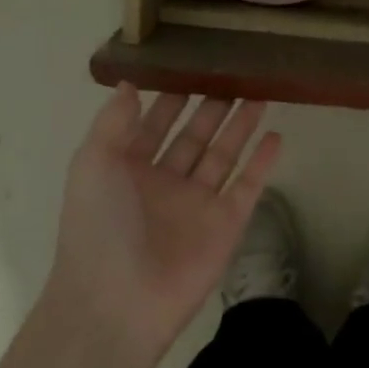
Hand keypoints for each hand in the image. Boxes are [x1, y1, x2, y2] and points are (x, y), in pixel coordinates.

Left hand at [49, 86, 282, 360]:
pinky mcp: (226, 224)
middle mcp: (165, 182)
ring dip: (240, 126)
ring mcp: (198, 203)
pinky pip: (248, 185)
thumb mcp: (92, 163)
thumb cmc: (99, 226)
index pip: (154, 125)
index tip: (193, 66)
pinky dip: (263, 162)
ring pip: (224, 155)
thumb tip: (132, 83)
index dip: (172, 97)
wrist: (118, 301)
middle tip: (235, 74)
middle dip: (212, 107)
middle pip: (194, 136)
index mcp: (128, 169)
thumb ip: (113, 122)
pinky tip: (276, 136)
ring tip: (260, 94)